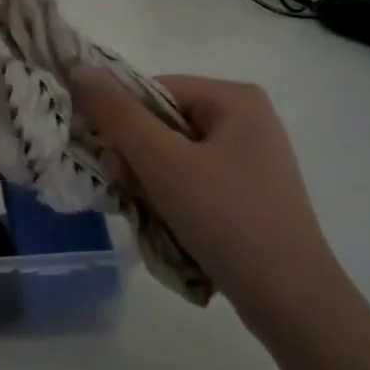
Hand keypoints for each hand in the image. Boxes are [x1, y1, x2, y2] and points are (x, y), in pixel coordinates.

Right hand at [72, 72, 351, 335]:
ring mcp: (250, 158)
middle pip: (161, 125)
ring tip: (157, 215)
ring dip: (151, 184)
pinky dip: (172, 200)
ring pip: (172, 157)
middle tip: (134, 193)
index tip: (110, 161)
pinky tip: (174, 226)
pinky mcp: (248, 193)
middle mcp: (246, 120)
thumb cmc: (227, 219)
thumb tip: (78, 70)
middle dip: (138, 159)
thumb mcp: (163, 163)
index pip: (152, 91)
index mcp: (234, 98)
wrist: (290, 299)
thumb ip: (117, 115)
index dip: (121, 122)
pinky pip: (192, 182)